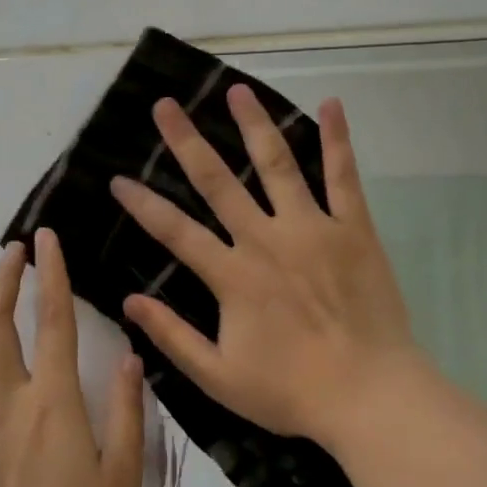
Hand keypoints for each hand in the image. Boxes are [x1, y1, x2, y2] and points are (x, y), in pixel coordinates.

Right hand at [110, 85, 425, 450]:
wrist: (369, 395)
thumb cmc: (291, 391)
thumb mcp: (217, 376)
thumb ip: (173, 336)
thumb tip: (130, 301)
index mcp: (232, 276)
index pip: (175, 231)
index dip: (143, 205)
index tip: (117, 179)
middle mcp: (266, 240)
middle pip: (218, 182)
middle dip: (187, 142)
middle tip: (165, 106)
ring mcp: (313, 230)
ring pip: (277, 165)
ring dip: (254, 125)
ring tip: (236, 91)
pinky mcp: (354, 230)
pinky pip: (344, 177)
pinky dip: (337, 140)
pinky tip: (330, 104)